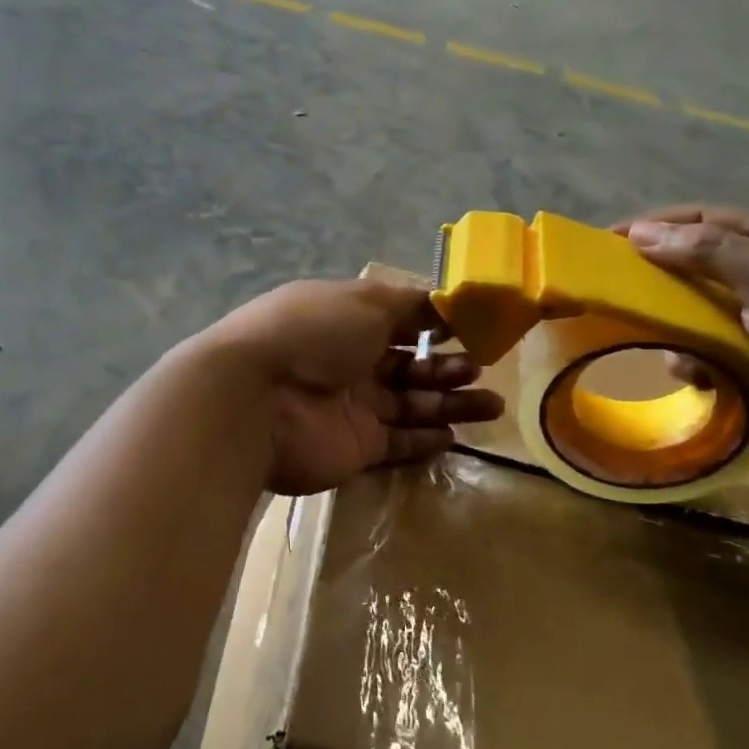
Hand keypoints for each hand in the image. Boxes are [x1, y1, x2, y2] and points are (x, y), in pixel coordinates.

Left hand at [196, 279, 503, 495]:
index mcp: (347, 319)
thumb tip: (442, 302)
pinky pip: (398, 442)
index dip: (434, 324)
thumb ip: (408, 304)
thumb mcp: (363, 301)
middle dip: (448, 366)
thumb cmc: (311, 333)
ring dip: (450, 403)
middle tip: (480, 370)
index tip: (472, 329)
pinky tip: (455, 435)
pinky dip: (426, 439)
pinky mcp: (355, 447)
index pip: (399, 319)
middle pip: (409, 364)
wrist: (256, 400)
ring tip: (492, 405)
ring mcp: (353, 406)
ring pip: (411, 403)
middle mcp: (350, 361)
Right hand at [617, 206, 748, 473]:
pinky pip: (696, 347)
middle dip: (653, 278)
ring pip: (685, 308)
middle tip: (611, 290)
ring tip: (654, 338)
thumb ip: (711, 252)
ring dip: (668, 323)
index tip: (604, 244)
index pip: (700, 220)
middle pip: (687, 263)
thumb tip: (639, 234)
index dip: (652, 227)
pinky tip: (691, 370)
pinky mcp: (744, 356)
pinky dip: (686, 356)